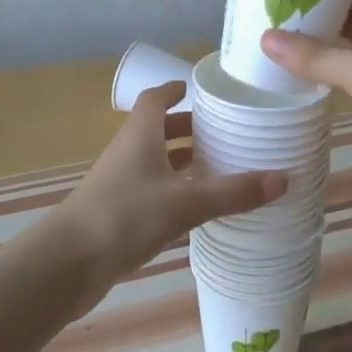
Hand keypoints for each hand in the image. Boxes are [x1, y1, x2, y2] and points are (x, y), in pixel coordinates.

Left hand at [49, 82, 285, 314]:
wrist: (67, 264)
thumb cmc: (124, 216)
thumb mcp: (185, 202)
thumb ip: (233, 192)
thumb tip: (284, 178)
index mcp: (140, 135)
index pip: (155, 98)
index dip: (174, 89)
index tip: (197, 88)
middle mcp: (128, 153)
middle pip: (158, 130)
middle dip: (188, 128)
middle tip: (223, 131)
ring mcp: (120, 184)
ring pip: (155, 162)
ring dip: (182, 161)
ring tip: (219, 166)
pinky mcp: (118, 214)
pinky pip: (152, 191)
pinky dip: (175, 191)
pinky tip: (197, 208)